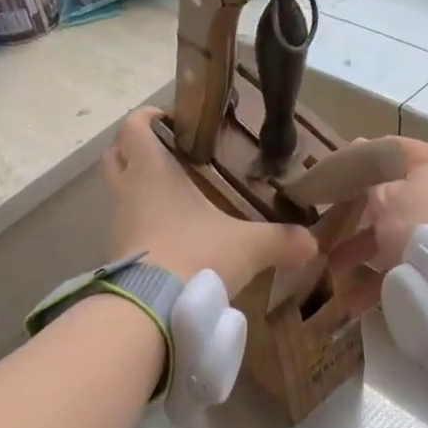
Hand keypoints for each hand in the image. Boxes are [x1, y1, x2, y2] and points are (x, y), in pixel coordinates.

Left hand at [105, 107, 316, 292]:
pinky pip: (125, 227)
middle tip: (169, 155)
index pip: (133, 127)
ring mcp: (117, 223)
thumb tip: (312, 244)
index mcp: (151, 170)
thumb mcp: (247, 246)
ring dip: (137, 189)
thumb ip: (281, 240)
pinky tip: (170, 236)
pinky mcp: (117, 254)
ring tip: (174, 197)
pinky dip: (141, 224)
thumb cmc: (196, 255)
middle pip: (115, 155)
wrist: (152, 309)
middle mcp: (127, 191)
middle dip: (135, 150)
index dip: (146, 118)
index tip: (168, 120)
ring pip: (118, 192)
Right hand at [330, 137, 427, 312]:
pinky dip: (386, 275)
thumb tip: (367, 174)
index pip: (389, 149)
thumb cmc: (423, 221)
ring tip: (336, 269)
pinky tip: (358, 297)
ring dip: (366, 250)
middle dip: (358, 217)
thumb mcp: (385, 197)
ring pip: (400, 232)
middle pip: (394, 196)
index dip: (355, 158)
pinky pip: (412, 261)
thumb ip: (371, 185)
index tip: (328, 176)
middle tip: (328, 228)